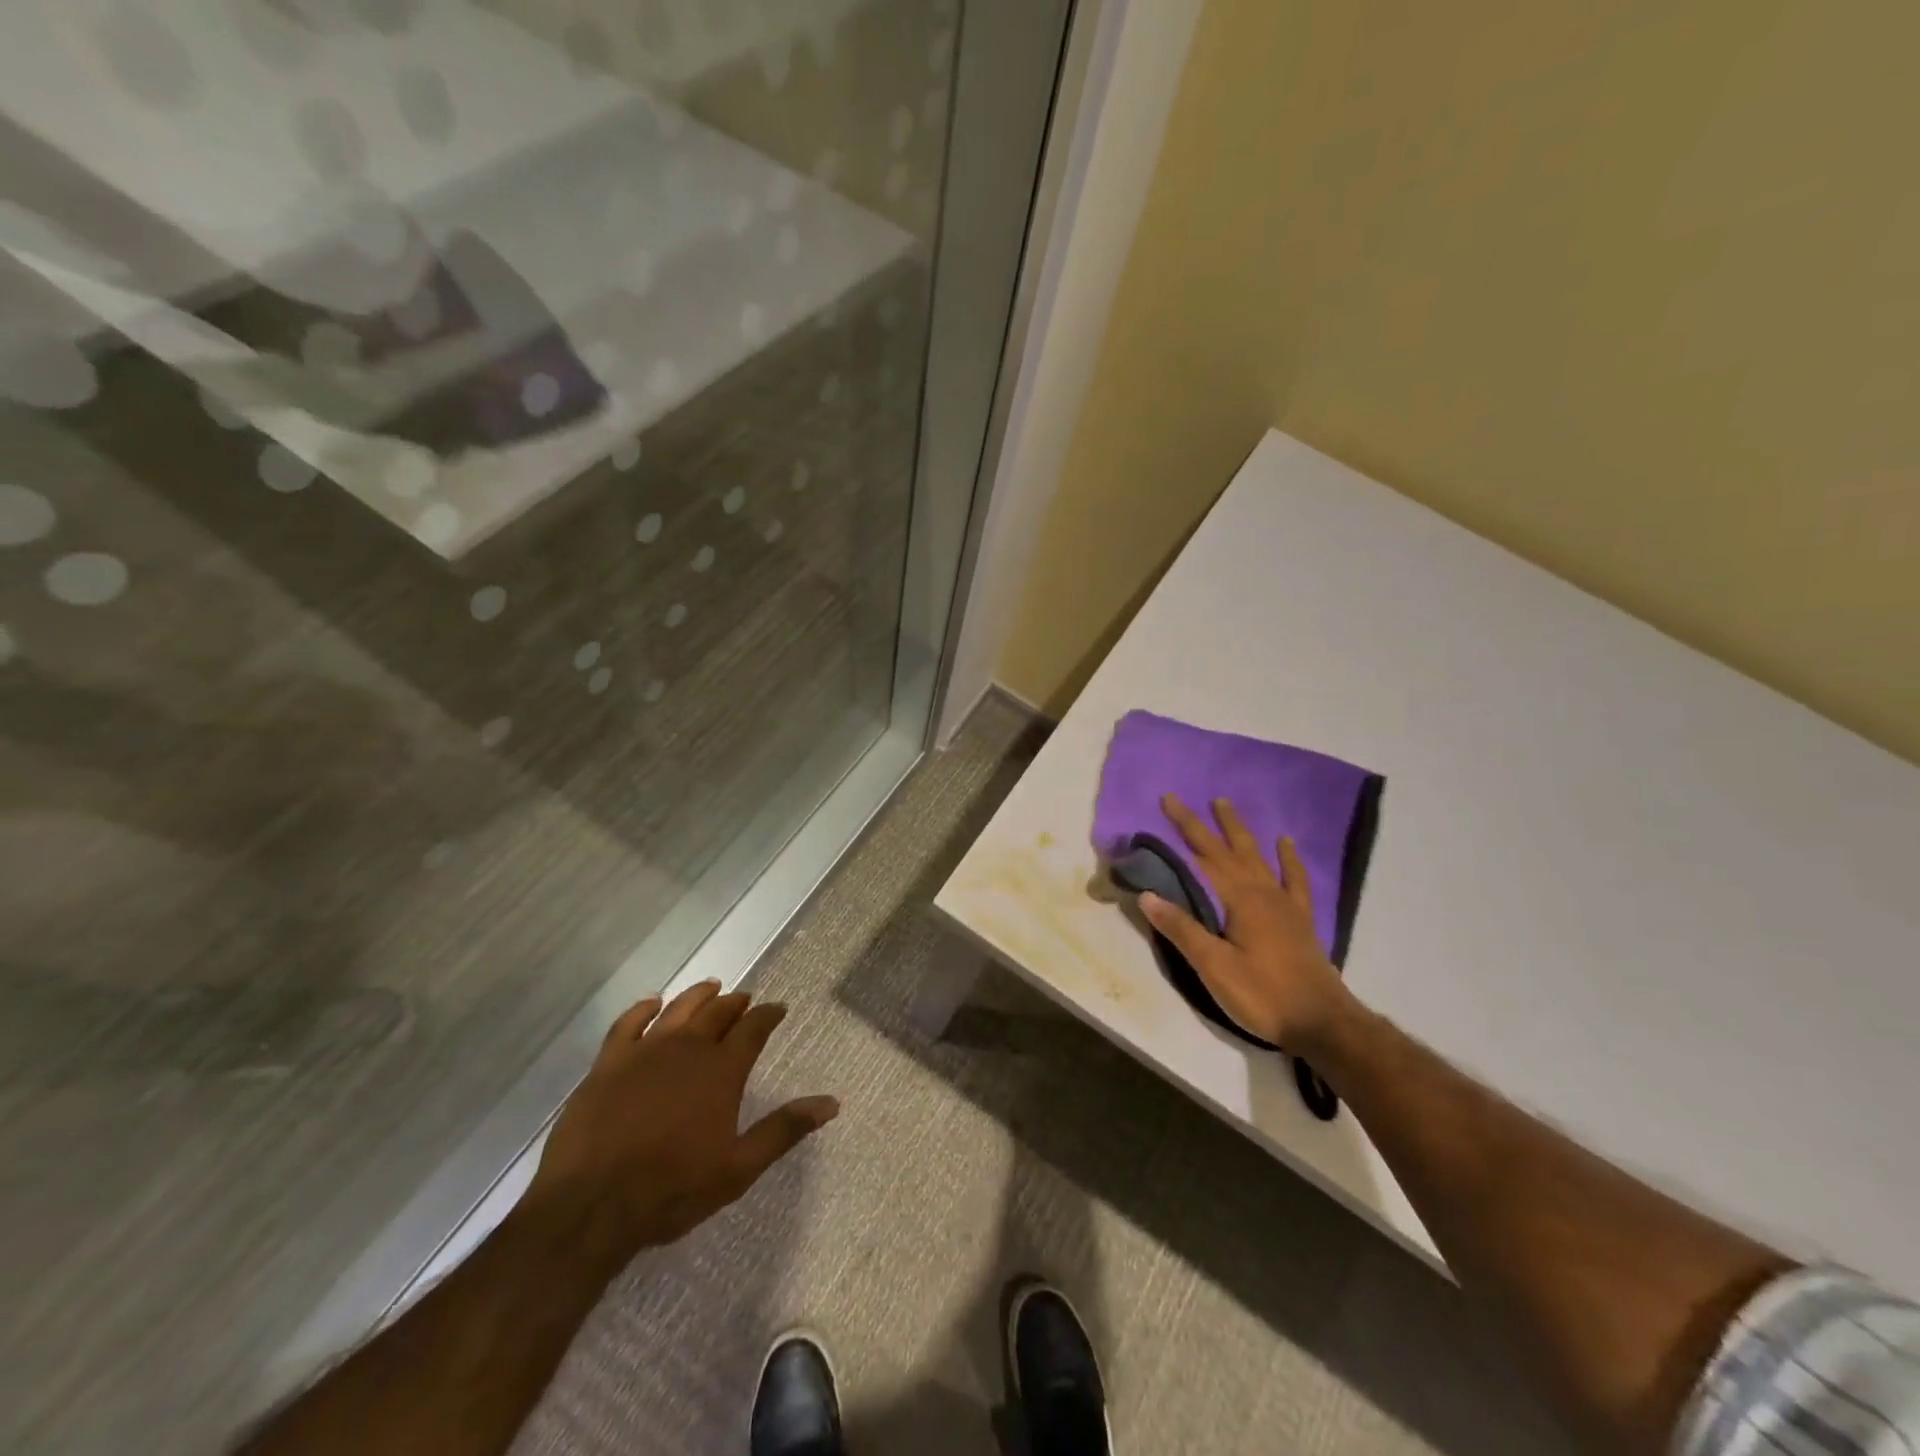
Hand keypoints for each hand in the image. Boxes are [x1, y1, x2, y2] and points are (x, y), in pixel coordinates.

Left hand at [525, 981, 837, 1263]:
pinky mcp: (609, 1062)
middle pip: (718, 1012)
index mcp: (722, 1070)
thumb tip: (831, 1103)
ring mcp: (645, 1051)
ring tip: (711, 987)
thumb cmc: (672, 1189)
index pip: (753, 1028)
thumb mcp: (738, 1168)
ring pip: (679, 1009)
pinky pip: (628, 1022)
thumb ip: (783, 1129)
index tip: (777, 1008)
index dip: (768, 1015)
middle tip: (745, 1000)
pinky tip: (652, 1004)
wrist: (591, 1206)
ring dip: (698, 995)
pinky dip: (643, 1008)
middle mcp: (688, 1048)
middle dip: (736, 1003)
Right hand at [1138, 795, 1356, 1054]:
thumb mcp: (1214, 967)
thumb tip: (1147, 894)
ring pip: (1258, 856)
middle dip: (1204, 823)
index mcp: (1240, 900)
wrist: (1323, 1023)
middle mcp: (1262, 892)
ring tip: (1226, 805)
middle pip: (1228, 849)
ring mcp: (1284, 904)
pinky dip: (1289, 859)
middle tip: (1182, 799)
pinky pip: (1294, 879)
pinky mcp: (1300, 920)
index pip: (1204, 855)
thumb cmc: (1263, 995)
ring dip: (1239, 830)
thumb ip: (1182, 929)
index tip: (1167, 800)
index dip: (1184, 827)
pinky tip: (1286, 843)